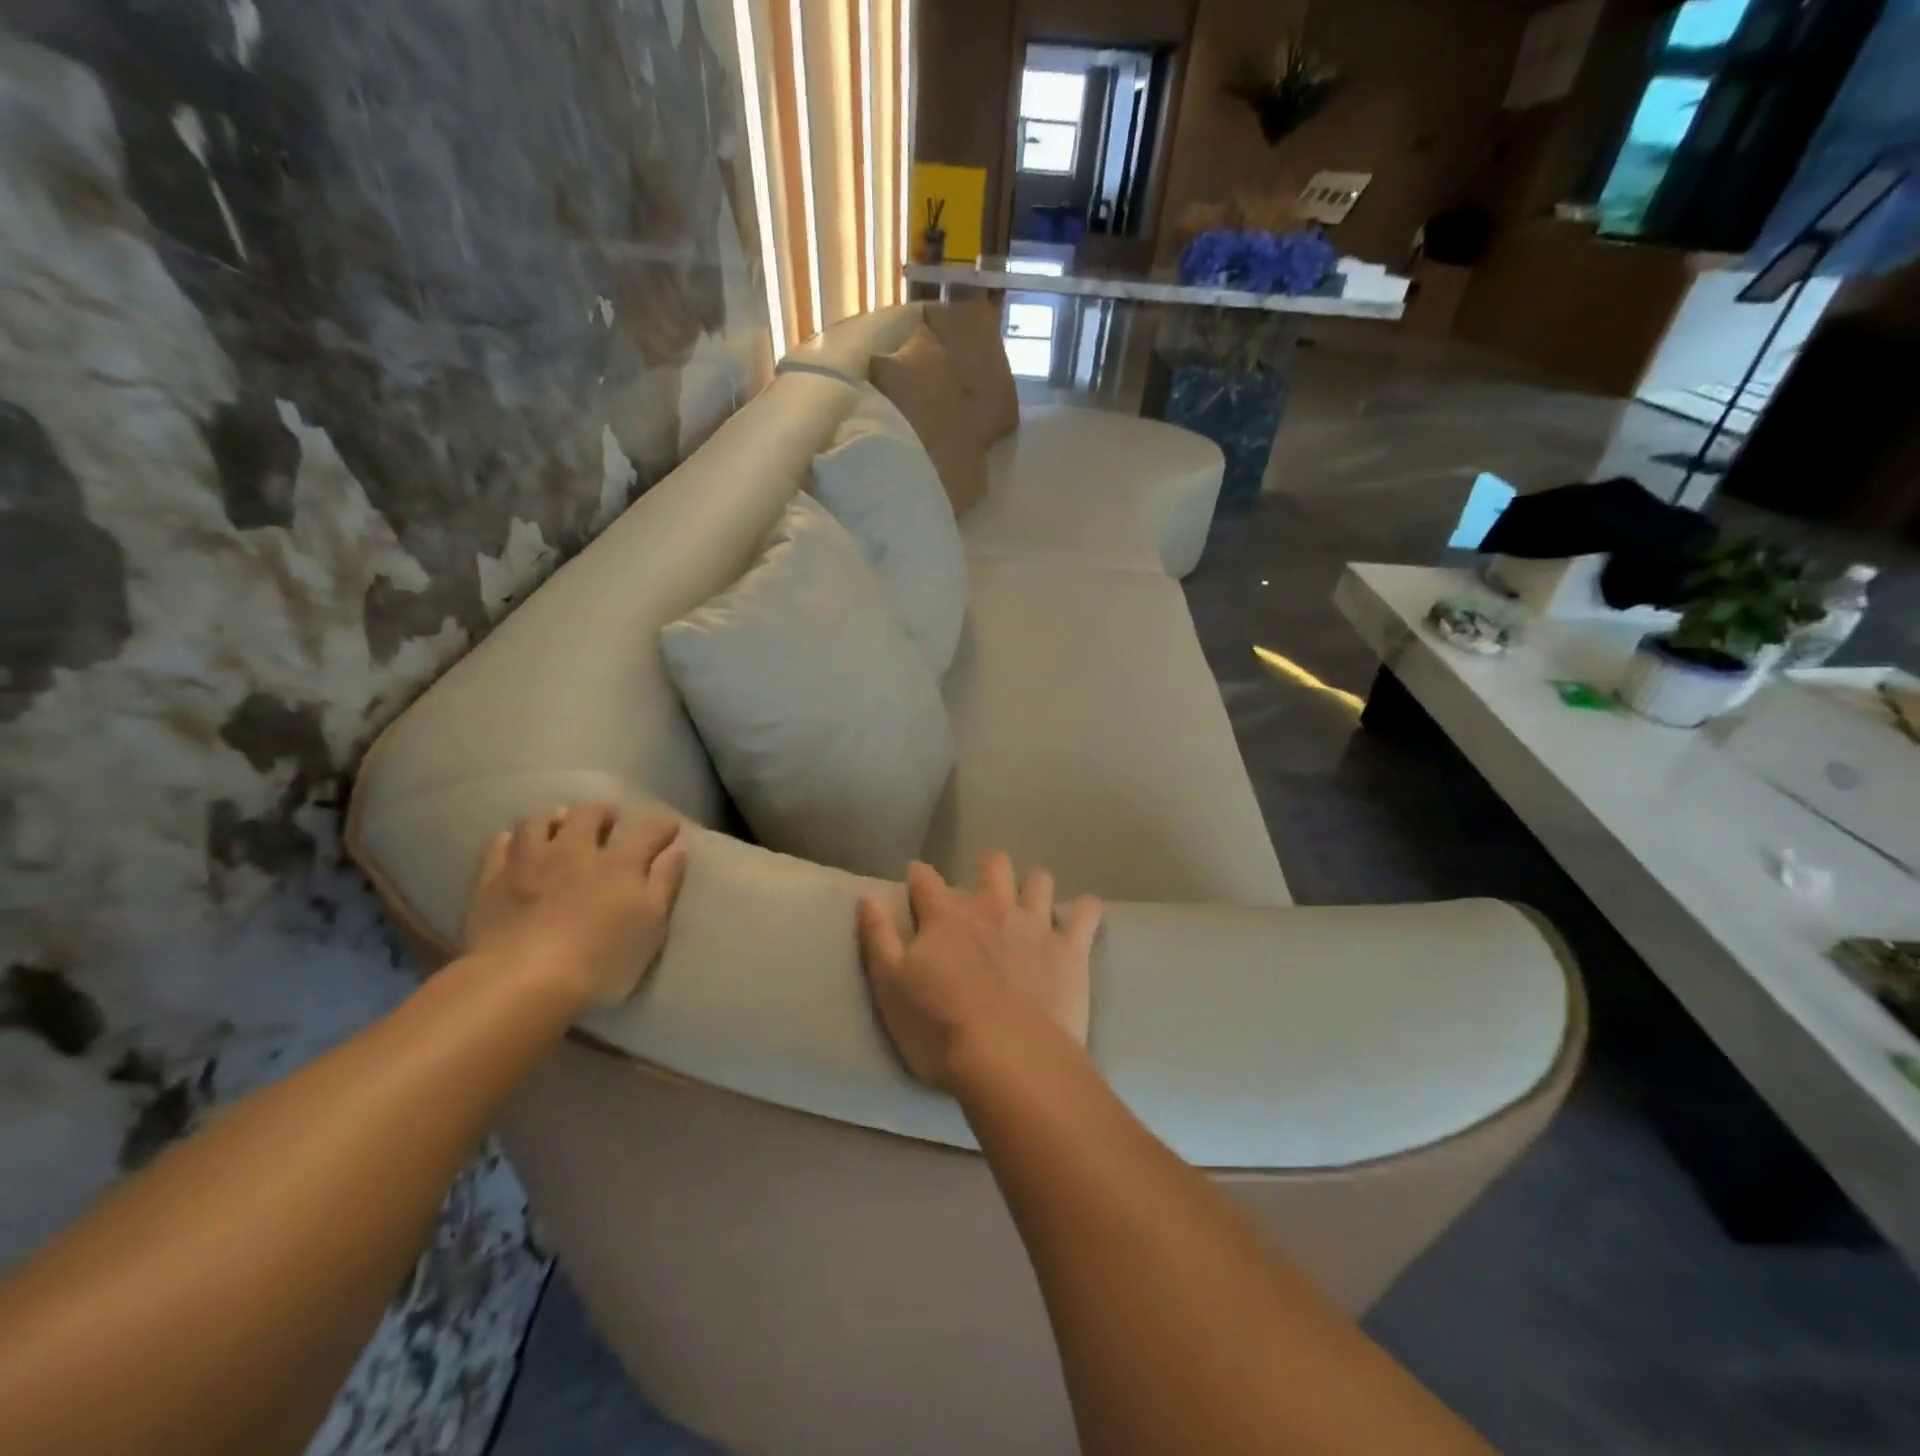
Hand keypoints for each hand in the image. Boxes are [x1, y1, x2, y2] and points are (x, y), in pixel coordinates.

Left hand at [462, 803, 687, 1010]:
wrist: (520, 982)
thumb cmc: (600, 960)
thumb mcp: (651, 926)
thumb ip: (665, 884)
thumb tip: (677, 849)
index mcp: (619, 863)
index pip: (648, 830)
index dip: (663, 825)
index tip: (670, 826)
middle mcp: (575, 850)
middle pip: (589, 815)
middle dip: (602, 813)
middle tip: (608, 818)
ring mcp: (529, 862)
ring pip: (540, 822)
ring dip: (554, 819)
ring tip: (559, 825)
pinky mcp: (491, 881)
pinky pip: (499, 846)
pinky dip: (511, 840)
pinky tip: (513, 845)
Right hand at [857, 853, 1101, 1092]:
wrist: (1009, 1060)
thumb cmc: (940, 1029)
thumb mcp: (890, 987)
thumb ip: (878, 937)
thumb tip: (866, 895)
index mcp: (946, 918)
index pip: (926, 881)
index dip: (919, 875)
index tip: (916, 877)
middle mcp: (991, 909)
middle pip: (992, 866)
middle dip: (987, 869)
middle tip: (983, 888)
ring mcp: (1034, 925)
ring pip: (1039, 880)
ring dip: (1034, 884)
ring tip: (1031, 900)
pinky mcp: (1070, 948)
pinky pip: (1085, 913)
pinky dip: (1085, 909)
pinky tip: (1083, 912)